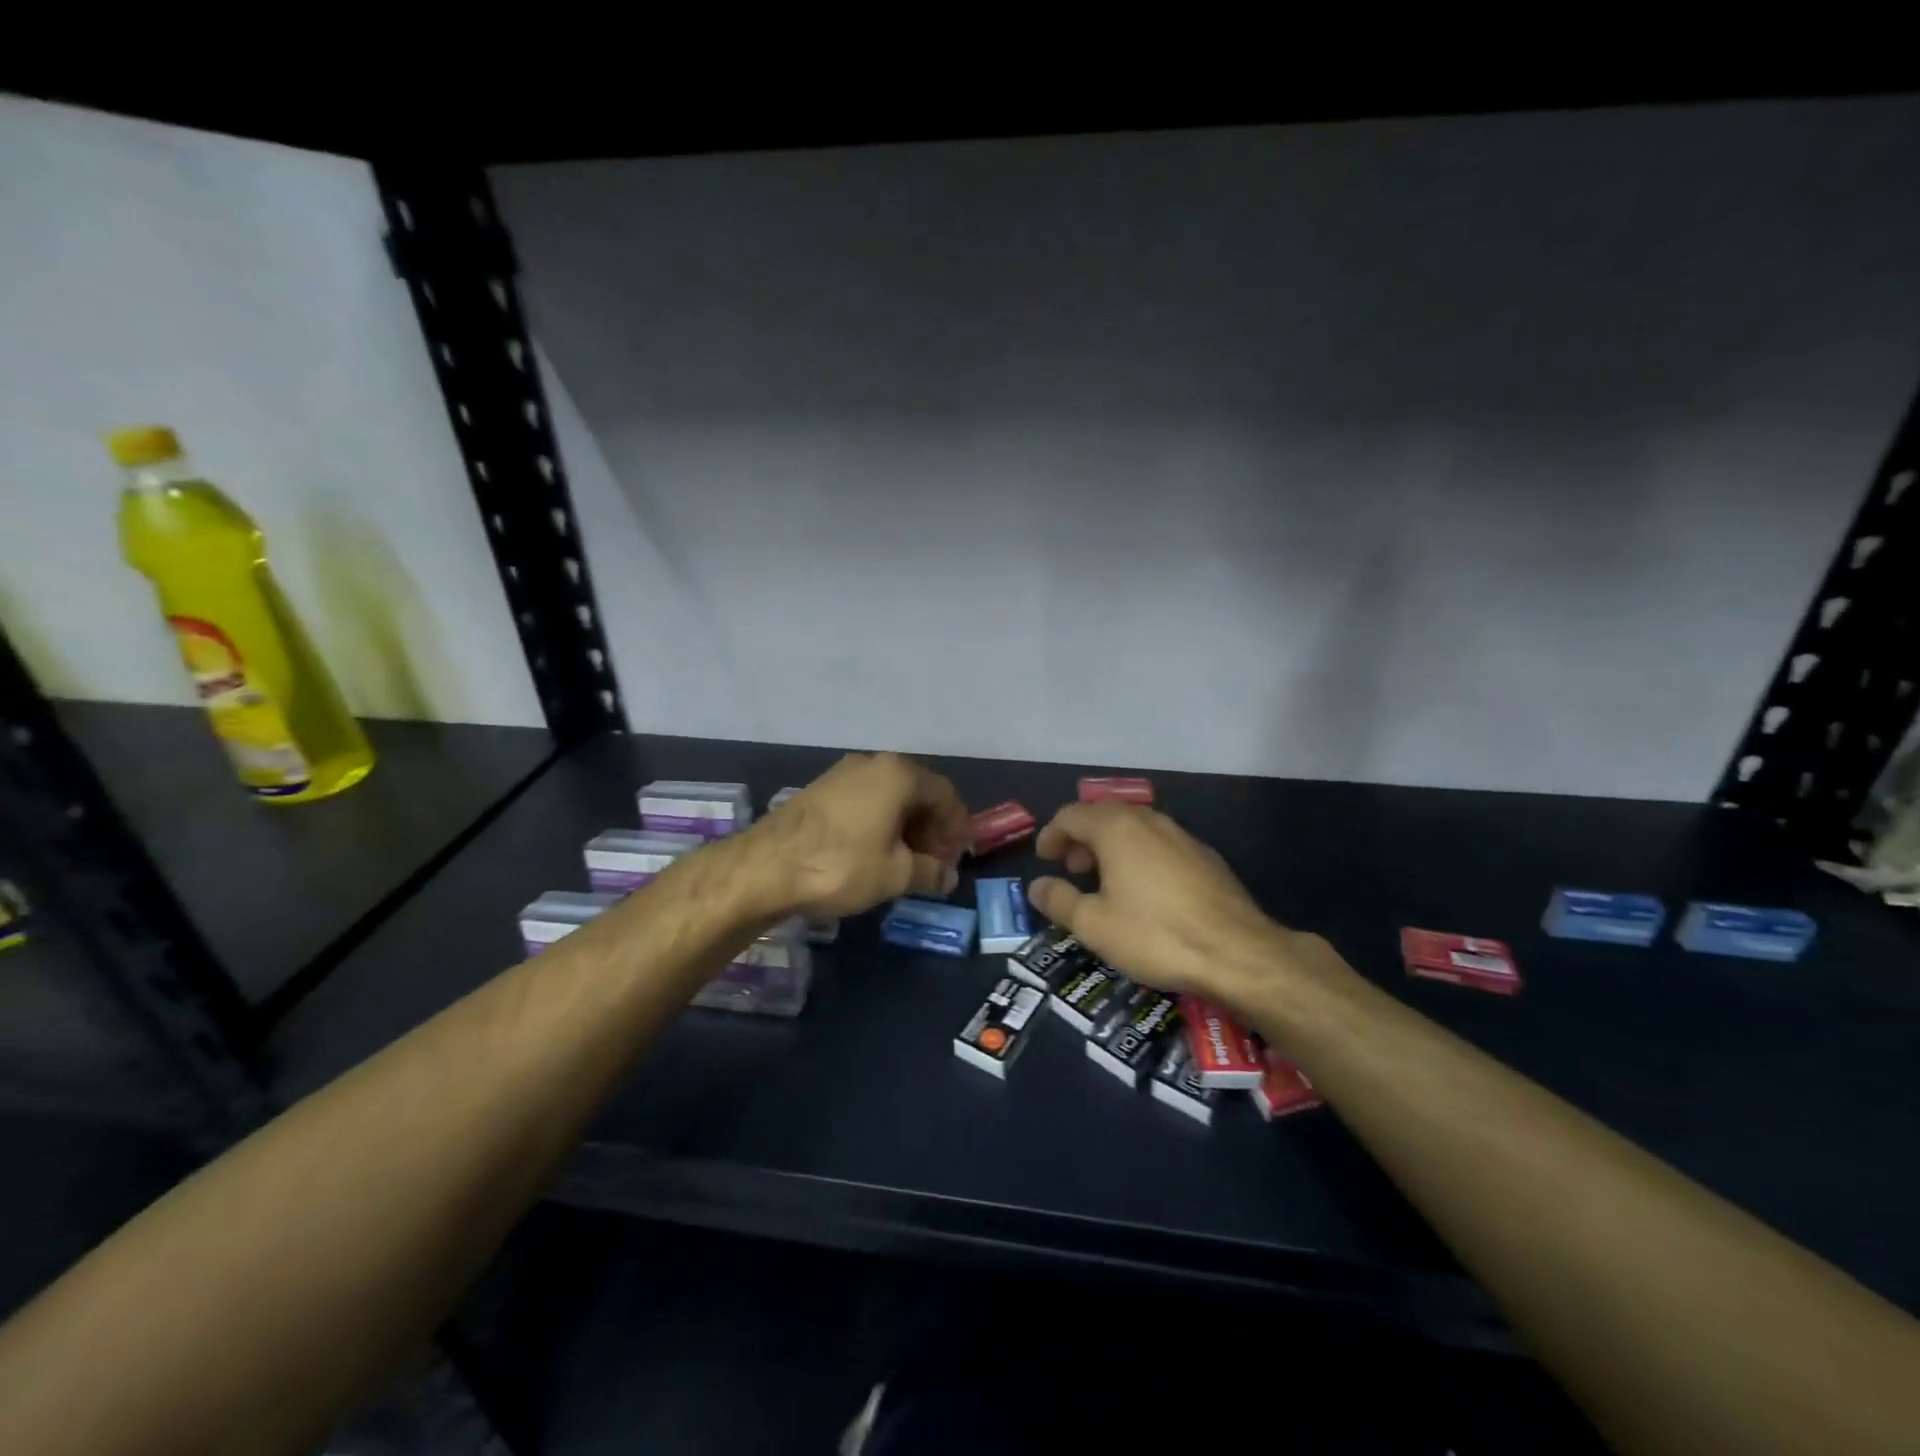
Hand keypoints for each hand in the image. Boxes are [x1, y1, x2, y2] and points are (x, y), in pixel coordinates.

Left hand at [749, 753, 968, 917]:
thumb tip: (949, 876)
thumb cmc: (841, 865)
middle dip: (930, 827)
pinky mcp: (820, 788)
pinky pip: (864, 800)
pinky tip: (872, 852)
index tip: (955, 857)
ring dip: (904, 826)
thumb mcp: (895, 875)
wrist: (765, 867)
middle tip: (931, 862)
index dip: (956, 827)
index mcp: (899, 774)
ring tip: (903, 862)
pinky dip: (878, 822)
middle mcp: (873, 763)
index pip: (945, 794)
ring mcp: (843, 773)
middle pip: (917, 792)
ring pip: (889, 796)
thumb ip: (930, 872)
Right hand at [1028, 802, 1335, 1011]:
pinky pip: (1159, 843)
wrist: (1239, 953)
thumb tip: (1037, 886)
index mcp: (1117, 828)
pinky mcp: (1205, 856)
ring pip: (1134, 827)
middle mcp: (1149, 821)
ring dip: (1111, 846)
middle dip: (1081, 838)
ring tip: (1105, 881)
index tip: (1044, 858)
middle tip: (1072, 870)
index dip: (1052, 834)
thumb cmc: (1155, 935)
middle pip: (1104, 815)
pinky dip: (1139, 856)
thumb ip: (1059, 901)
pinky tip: (1145, 891)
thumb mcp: (1094, 925)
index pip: (1072, 815)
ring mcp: (1181, 835)